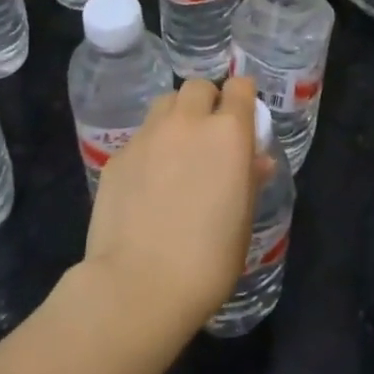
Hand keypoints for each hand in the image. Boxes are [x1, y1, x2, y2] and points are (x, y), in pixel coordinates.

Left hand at [81, 77, 264, 335]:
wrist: (138, 285)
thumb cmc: (208, 259)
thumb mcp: (243, 219)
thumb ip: (249, 180)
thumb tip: (256, 161)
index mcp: (228, 133)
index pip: (239, 87)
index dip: (242, 98)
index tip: (243, 117)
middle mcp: (187, 123)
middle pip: (198, 87)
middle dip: (207, 101)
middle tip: (209, 134)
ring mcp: (147, 136)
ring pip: (165, 104)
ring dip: (176, 117)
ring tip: (177, 151)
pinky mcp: (117, 157)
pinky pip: (140, 137)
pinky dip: (150, 148)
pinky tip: (148, 183)